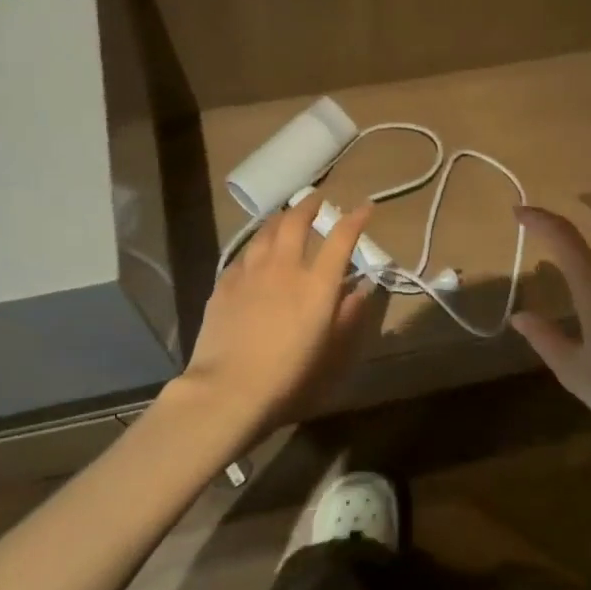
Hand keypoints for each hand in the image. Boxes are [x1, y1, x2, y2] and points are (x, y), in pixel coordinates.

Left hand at [182, 193, 387, 433]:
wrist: (228, 389)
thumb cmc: (288, 377)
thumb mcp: (330, 352)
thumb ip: (348, 316)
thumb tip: (361, 291)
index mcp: (317, 284)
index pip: (340, 239)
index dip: (355, 219)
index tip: (365, 207)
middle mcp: (284, 267)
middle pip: (296, 222)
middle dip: (309, 205)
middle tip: (317, 200)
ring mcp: (250, 272)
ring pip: (265, 231)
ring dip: (280, 218)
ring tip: (286, 216)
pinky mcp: (225, 284)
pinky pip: (244, 254)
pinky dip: (256, 245)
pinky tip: (255, 252)